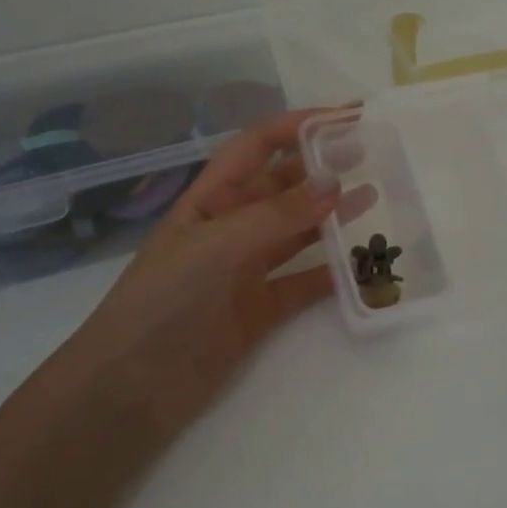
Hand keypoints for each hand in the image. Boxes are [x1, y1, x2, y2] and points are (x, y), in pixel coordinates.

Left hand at [64, 109, 368, 436]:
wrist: (132, 389)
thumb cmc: (163, 302)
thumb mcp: (217, 247)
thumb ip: (277, 216)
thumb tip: (335, 181)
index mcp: (209, 200)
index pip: (257, 147)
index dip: (299, 127)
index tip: (346, 118)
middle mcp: (230, 228)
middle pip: (282, 186)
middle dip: (321, 167)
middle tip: (370, 155)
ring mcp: (246, 270)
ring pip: (298, 232)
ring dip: (332, 214)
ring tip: (373, 197)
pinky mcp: (261, 310)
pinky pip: (305, 283)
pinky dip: (333, 272)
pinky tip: (362, 263)